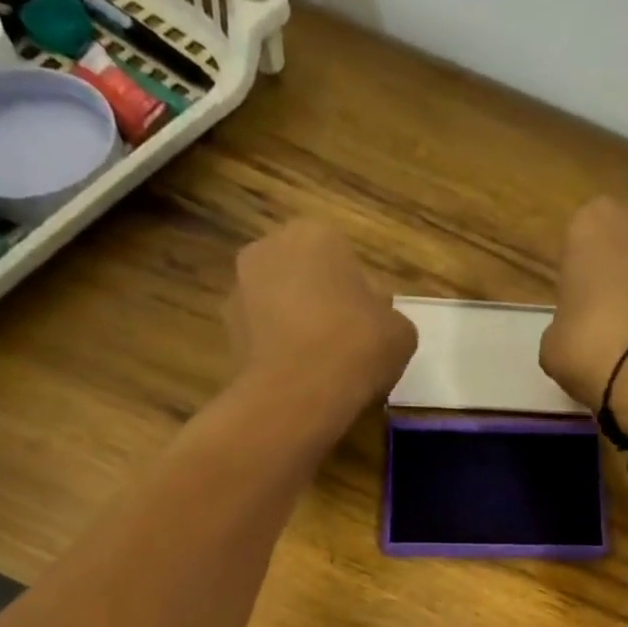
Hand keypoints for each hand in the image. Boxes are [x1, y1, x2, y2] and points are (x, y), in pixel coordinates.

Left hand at [227, 220, 416, 423]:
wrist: (300, 392)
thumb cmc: (357, 346)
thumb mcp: (401, 332)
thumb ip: (387, 317)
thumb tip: (375, 322)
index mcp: (316, 233)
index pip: (346, 261)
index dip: (361, 297)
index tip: (371, 329)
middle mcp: (270, 247)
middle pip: (306, 277)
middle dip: (322, 305)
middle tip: (347, 346)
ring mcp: (240, 287)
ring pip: (280, 305)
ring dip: (296, 327)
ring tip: (321, 368)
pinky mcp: (226, 330)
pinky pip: (264, 336)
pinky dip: (278, 352)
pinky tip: (300, 381)